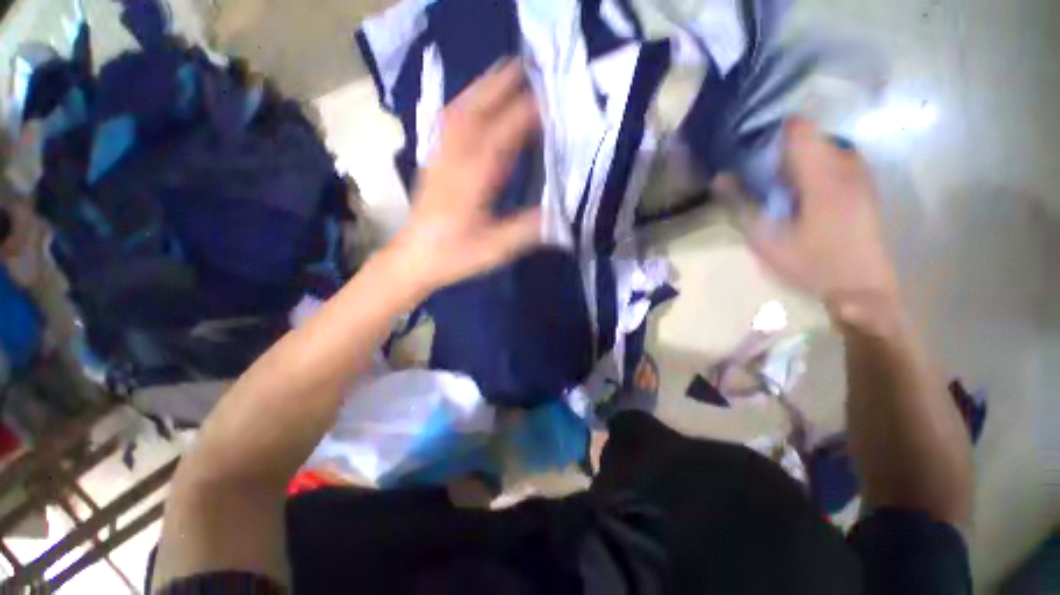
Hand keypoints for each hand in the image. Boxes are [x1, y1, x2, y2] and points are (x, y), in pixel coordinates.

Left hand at [383, 60, 541, 296]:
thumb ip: (526, 230)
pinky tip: (474, 99)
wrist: (414, 258)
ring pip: (462, 109)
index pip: (502, 134)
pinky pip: (449, 121)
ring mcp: (441, 155)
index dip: (527, 114)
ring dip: (485, 87)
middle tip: (532, 68)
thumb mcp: (494, 250)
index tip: (552, 101)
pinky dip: (465, 102)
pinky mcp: (435, 159)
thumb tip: (561, 216)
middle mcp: (455, 158)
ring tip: (508, 72)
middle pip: (479, 109)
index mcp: (473, 179)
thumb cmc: (454, 256)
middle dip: (505, 85)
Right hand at [739, 119, 901, 324]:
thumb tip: (720, 177)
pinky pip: (836, 161)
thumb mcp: (765, 238)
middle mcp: (846, 164)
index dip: (770, 133)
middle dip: (781, 150)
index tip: (749, 151)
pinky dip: (815, 169)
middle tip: (760, 176)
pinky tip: (803, 196)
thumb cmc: (811, 263)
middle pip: (809, 136)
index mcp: (821, 174)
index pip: (797, 128)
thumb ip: (742, 204)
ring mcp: (860, 173)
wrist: (862, 287)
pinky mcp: (865, 185)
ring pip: (822, 148)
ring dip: (798, 161)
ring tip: (780, 188)